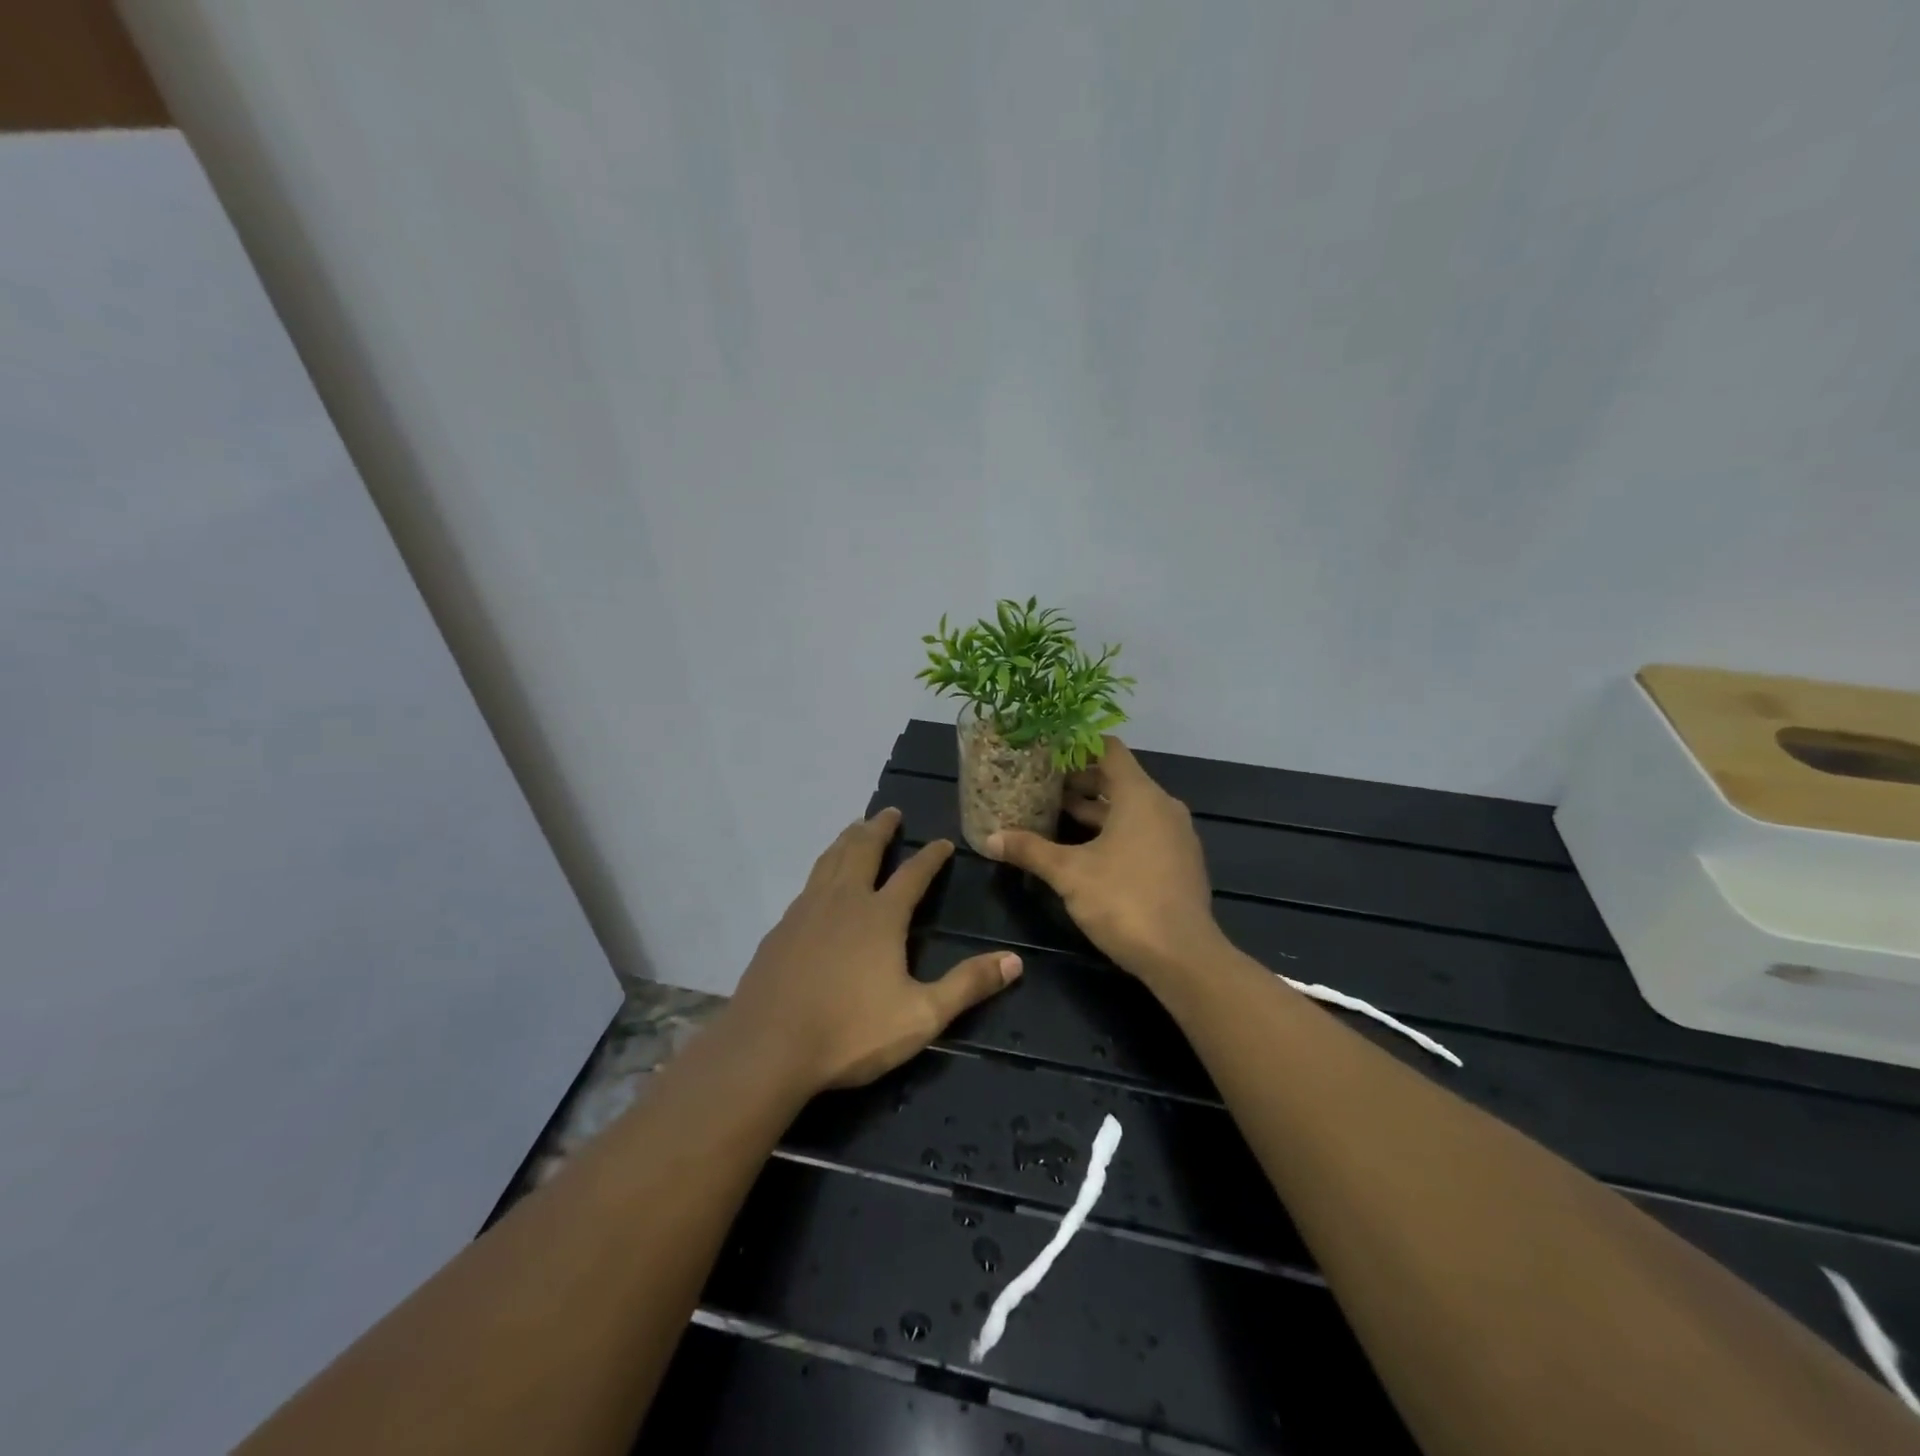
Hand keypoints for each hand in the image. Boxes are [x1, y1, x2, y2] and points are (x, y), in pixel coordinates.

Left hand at [722, 807, 1022, 1092]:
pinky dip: (822, 868)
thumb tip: (1015, 960)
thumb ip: (968, 985)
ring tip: (855, 828)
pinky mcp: (781, 929)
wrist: (767, 1048)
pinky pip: (808, 884)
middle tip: (890, 812)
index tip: (943, 841)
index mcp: (880, 916)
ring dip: (847, 839)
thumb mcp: (921, 1016)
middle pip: (863, 850)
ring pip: (830, 860)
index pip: (913, 874)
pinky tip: (820, 882)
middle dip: (880, 829)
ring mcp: (806, 911)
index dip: (931, 856)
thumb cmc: (850, 1032)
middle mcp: (844, 901)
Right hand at [982, 737, 1223, 983]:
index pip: (1109, 750)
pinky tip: (1085, 850)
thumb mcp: (1069, 873)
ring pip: (1130, 809)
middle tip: (1041, 786)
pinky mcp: (1179, 862)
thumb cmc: (1124, 901)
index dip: (1077, 746)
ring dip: (1095, 810)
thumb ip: (1030, 850)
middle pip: (1118, 779)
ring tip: (1055, 815)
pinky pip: (1143, 831)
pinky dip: (1115, 831)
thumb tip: (990, 839)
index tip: (1047, 751)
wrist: (1183, 957)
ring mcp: (1175, 835)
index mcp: (1140, 795)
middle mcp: (1162, 806)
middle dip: (1079, 782)